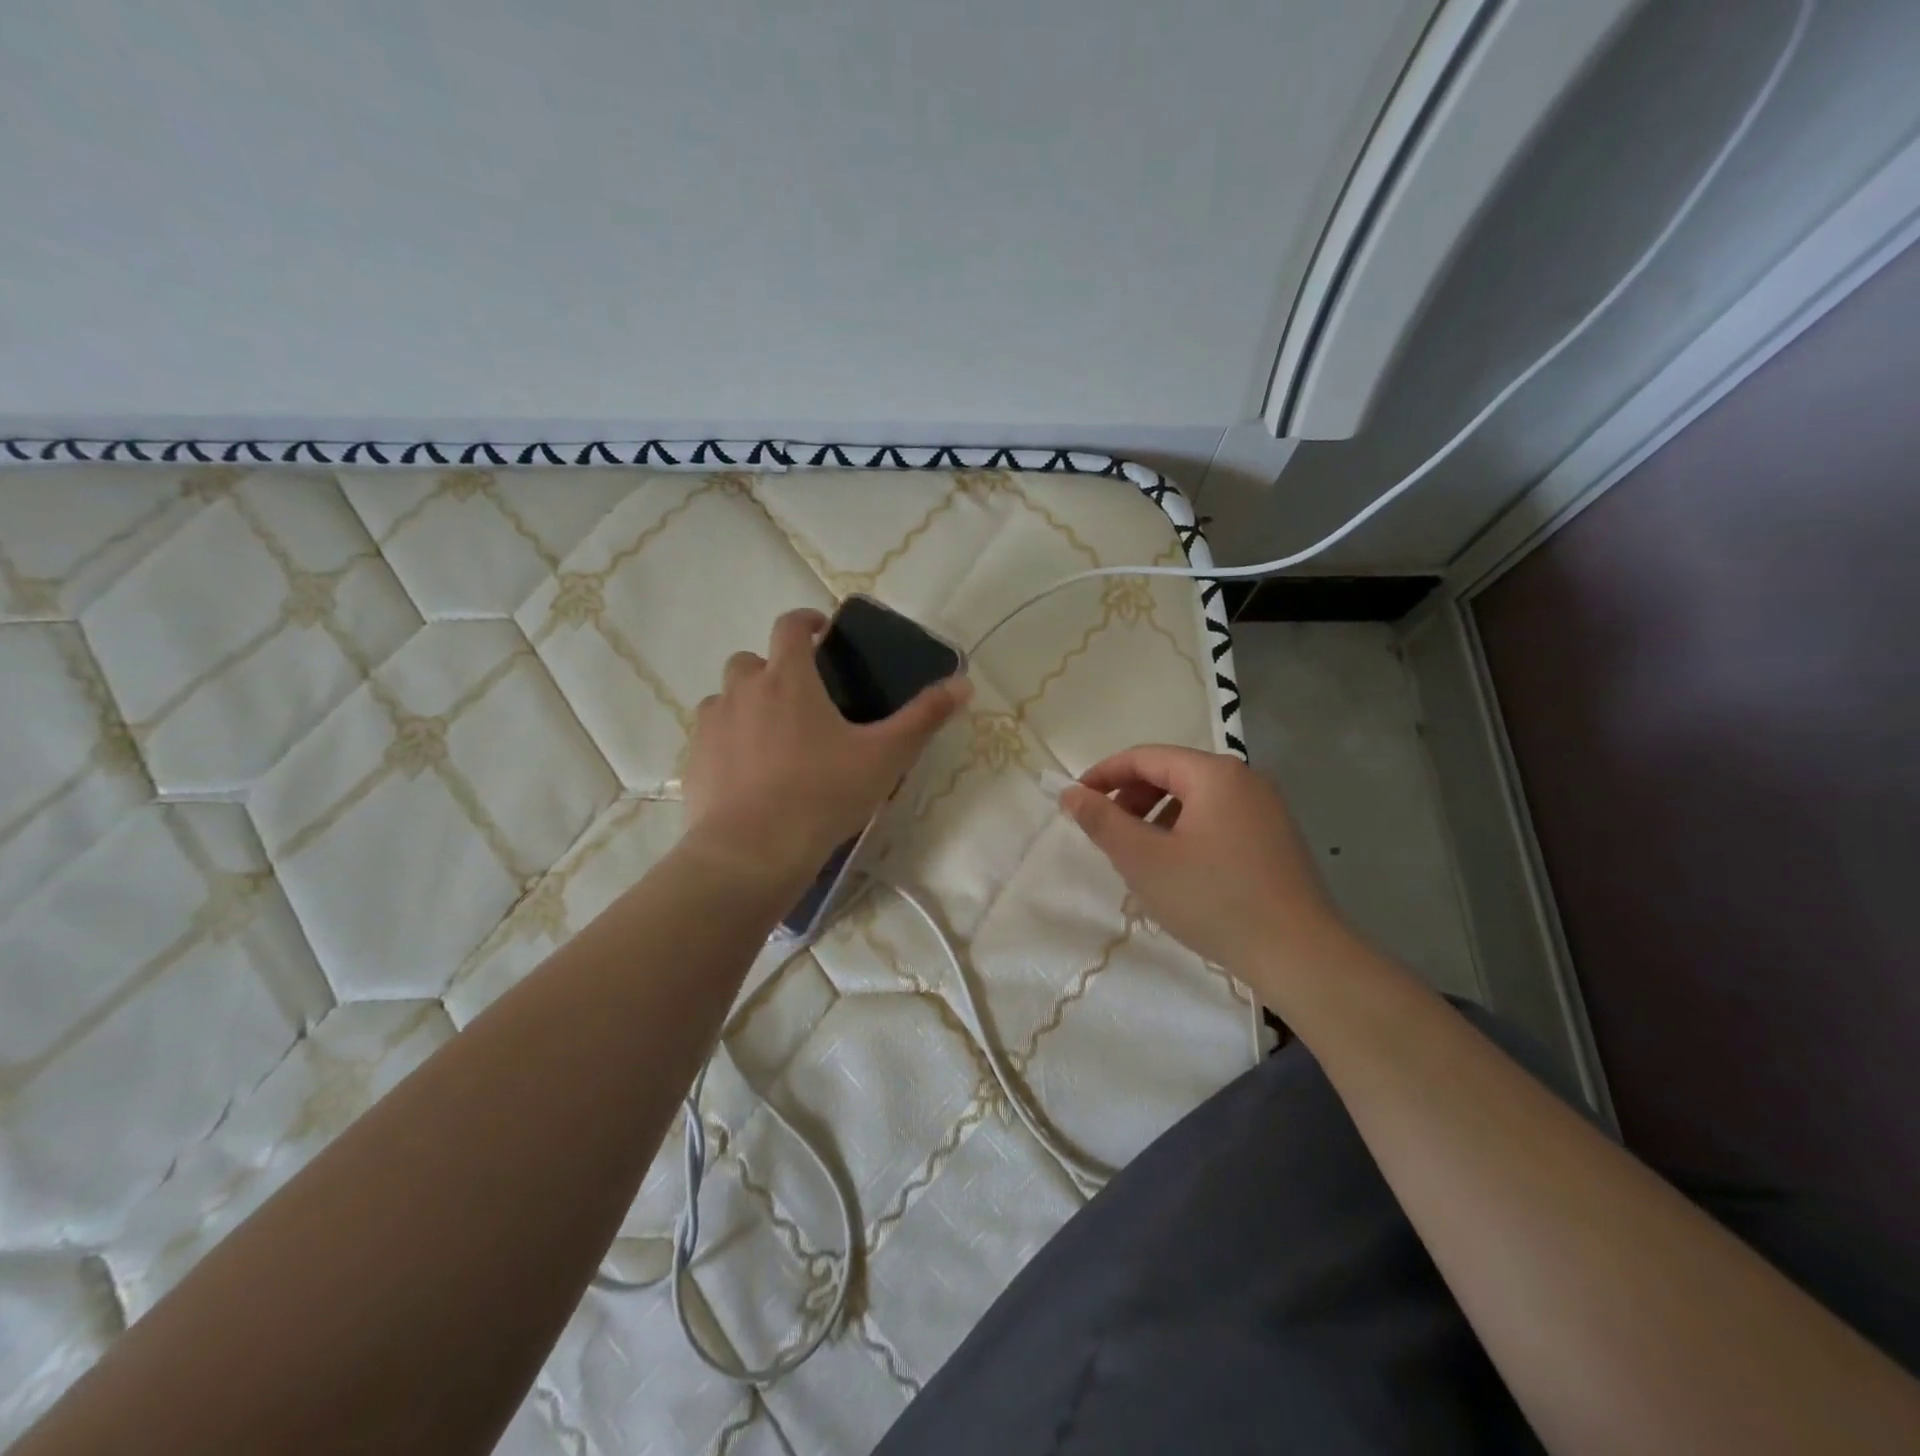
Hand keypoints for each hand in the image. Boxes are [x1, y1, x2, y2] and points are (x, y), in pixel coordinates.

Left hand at [682, 608, 970, 882]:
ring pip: (726, 696)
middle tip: (800, 696)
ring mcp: (713, 724)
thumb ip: (925, 717)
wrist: (752, 851)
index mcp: (788, 678)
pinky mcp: (694, 759)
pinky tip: (748, 770)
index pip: (790, 627)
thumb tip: (964, 683)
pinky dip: (728, 738)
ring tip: (772, 735)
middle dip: (773, 667)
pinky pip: (710, 734)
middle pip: (751, 659)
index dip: (806, 621)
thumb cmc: (823, 794)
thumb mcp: (886, 756)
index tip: (821, 631)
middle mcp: (743, 690)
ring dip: (746, 702)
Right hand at [1061, 745, 1351, 999]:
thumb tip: (1070, 793)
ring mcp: (1266, 809)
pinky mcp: (1276, 839)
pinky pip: (1217, 820)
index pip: (1145, 757)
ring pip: (1194, 800)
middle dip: (1131, 799)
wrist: (1301, 956)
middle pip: (1172, 774)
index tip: (1075, 802)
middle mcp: (1245, 780)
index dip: (1104, 775)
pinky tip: (1177, 872)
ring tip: (1138, 858)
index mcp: (1214, 774)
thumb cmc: (1214, 900)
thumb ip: (1102, 821)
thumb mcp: (1144, 860)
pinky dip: (1185, 833)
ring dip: (1156, 819)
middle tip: (1106, 835)